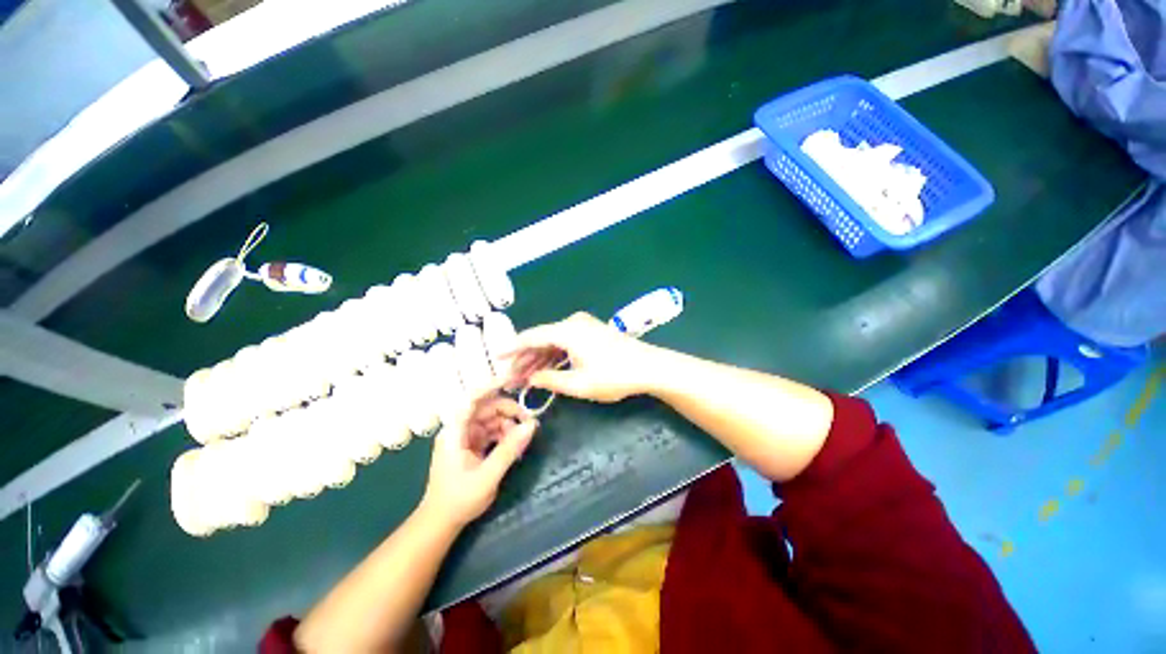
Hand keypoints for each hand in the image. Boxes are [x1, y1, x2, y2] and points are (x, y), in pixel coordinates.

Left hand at [421, 392, 537, 527]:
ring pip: (491, 419)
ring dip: (509, 424)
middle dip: (509, 411)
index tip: (513, 380)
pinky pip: (491, 431)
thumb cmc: (459, 499)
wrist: (441, 522)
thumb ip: (510, 449)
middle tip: (529, 422)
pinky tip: (515, 445)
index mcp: (455, 431)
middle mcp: (459, 429)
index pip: (472, 398)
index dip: (491, 386)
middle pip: (486, 407)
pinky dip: (504, 435)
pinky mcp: (471, 445)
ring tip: (523, 438)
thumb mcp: (488, 475)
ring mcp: (465, 437)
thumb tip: (532, 425)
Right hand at [505, 312, 661, 402]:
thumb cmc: (614, 376)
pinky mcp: (591, 333)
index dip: (512, 349)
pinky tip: (546, 370)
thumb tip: (530, 379)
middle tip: (510, 377)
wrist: (649, 367)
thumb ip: (550, 380)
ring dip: (539, 359)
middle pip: (542, 340)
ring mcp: (583, 326)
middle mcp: (572, 323)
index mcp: (566, 331)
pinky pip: (566, 343)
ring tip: (524, 377)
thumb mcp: (579, 384)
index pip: (531, 337)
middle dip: (525, 359)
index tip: (496, 358)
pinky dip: (555, 356)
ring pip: (553, 342)